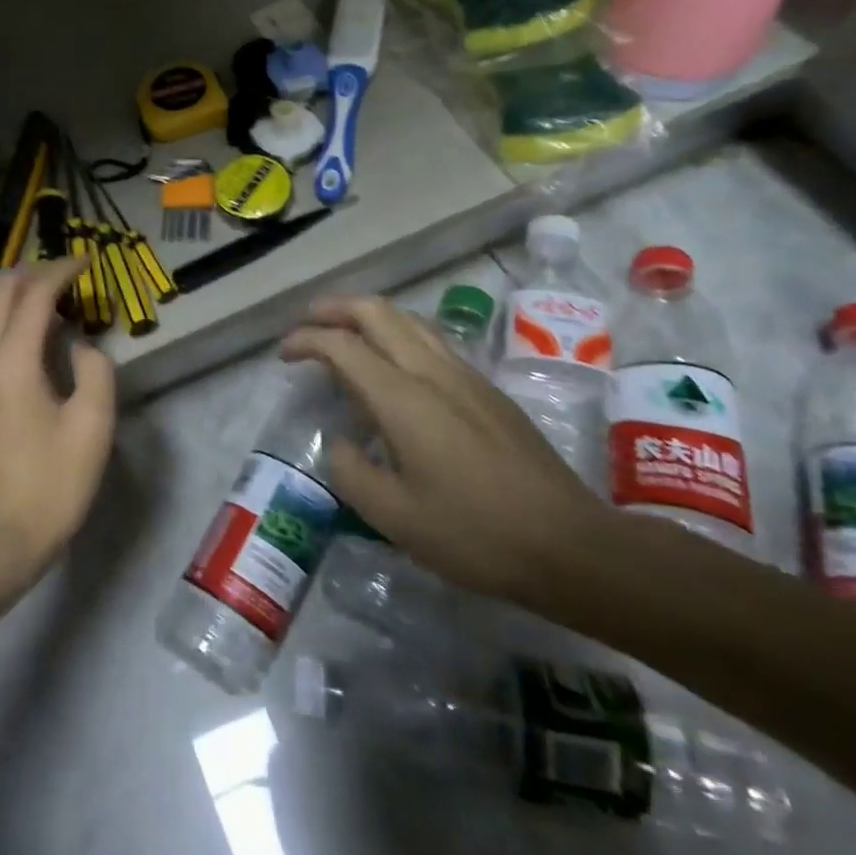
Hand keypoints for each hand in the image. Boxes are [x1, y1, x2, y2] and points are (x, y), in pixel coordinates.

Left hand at [0, 258, 116, 578]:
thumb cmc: (52, 485)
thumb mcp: (93, 427)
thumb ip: (95, 370)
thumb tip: (81, 346)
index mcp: (11, 361)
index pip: (34, 293)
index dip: (62, 270)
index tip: (87, 261)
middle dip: (33, 273)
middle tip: (68, 277)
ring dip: (13, 296)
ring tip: (48, 303)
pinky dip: (0, 323)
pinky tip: (22, 343)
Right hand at [281, 294, 610, 601]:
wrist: (572, 546)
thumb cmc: (475, 534)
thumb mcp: (393, 516)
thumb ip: (351, 471)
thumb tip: (340, 443)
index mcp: (403, 398)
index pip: (342, 345)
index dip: (305, 340)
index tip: (283, 355)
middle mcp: (433, 372)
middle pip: (378, 312)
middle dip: (335, 308)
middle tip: (307, 323)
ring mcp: (466, 376)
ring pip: (410, 319)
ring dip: (369, 315)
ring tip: (345, 334)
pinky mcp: (488, 390)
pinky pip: (432, 340)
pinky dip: (398, 334)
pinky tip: (394, 365)